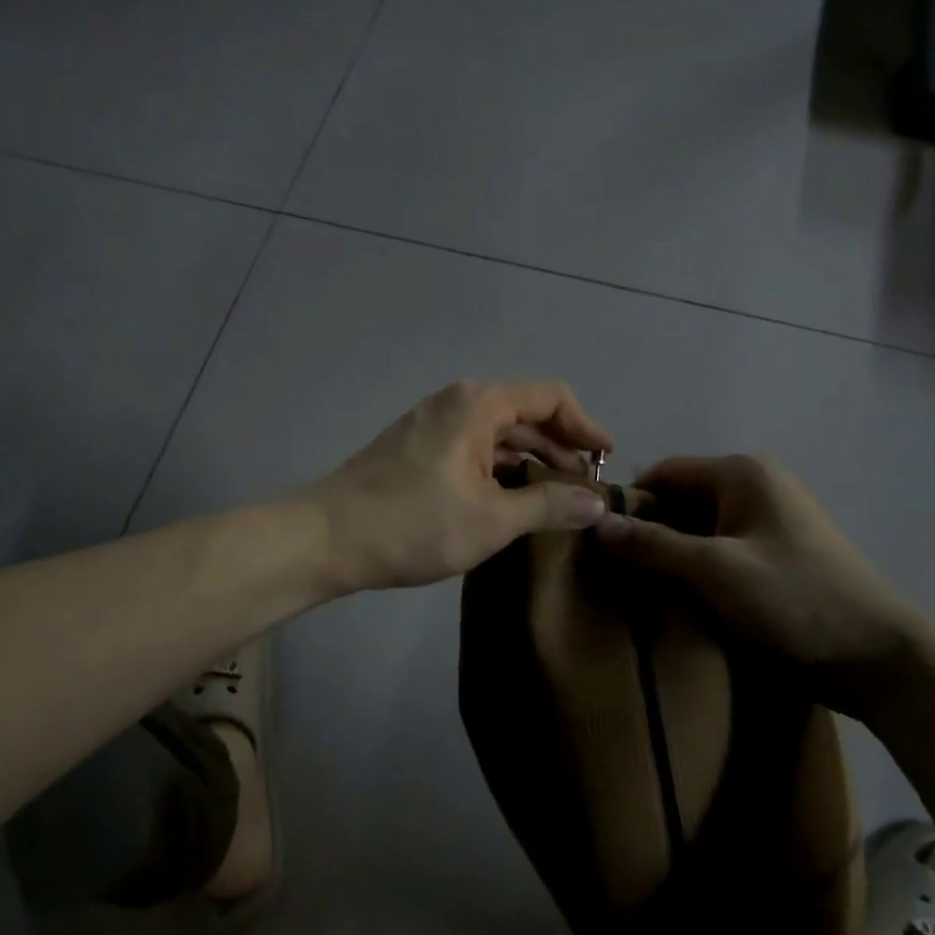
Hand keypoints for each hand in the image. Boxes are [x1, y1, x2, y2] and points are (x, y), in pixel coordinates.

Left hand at [310, 381, 614, 590]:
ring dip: (531, 460)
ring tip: (556, 499)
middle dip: (560, 446)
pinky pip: (474, 448)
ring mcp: (433, 424)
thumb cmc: (413, 523)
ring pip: (498, 433)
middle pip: (525, 412)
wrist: (327, 538)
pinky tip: (512, 500)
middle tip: (586, 488)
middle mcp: (456, 402)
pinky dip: (501, 468)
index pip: (550, 396)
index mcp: (477, 404)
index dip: (585, 425)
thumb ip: (548, 505)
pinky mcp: (418, 448)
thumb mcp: (490, 519)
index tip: (607, 459)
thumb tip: (598, 502)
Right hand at [594, 455, 934, 717]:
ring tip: (637, 591)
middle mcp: (754, 487)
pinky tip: (676, 600)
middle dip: (647, 533)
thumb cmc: (797, 600)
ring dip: (670, 556)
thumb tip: (593, 523)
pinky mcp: (774, 556)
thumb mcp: (716, 571)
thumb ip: (653, 545)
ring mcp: (768, 522)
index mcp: (742, 473)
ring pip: (697, 529)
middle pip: (679, 500)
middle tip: (611, 572)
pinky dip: (695, 571)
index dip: (628, 503)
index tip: (596, 541)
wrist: (880, 659)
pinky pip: (719, 552)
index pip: (663, 473)